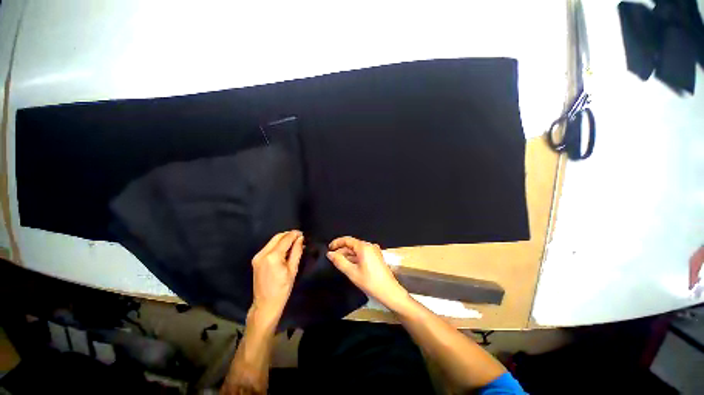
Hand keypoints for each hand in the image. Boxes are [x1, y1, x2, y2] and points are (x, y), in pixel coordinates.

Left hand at [250, 230, 303, 323]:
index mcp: (273, 256)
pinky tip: (285, 249)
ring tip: (294, 243)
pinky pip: (269, 246)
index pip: (285, 239)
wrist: (265, 304)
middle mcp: (263, 253)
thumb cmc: (283, 289)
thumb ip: (297, 251)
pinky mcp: (256, 259)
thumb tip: (300, 239)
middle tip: (299, 238)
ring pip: (272, 240)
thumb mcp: (293, 269)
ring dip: (283, 239)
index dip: (295, 234)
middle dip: (289, 235)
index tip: (302, 234)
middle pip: (277, 237)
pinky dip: (277, 245)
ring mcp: (258, 256)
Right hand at [327, 236, 408, 309]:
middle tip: (332, 258)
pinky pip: (363, 253)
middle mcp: (370, 246)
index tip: (329, 248)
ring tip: (339, 262)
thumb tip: (330, 254)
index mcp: (364, 247)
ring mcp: (374, 251)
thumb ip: (339, 261)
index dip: (337, 243)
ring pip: (357, 249)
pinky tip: (350, 265)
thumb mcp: (351, 272)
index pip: (347, 239)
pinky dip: (355, 257)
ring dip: (348, 254)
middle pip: (352, 244)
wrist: (389, 291)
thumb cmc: (370, 282)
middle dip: (342, 250)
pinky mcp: (376, 257)